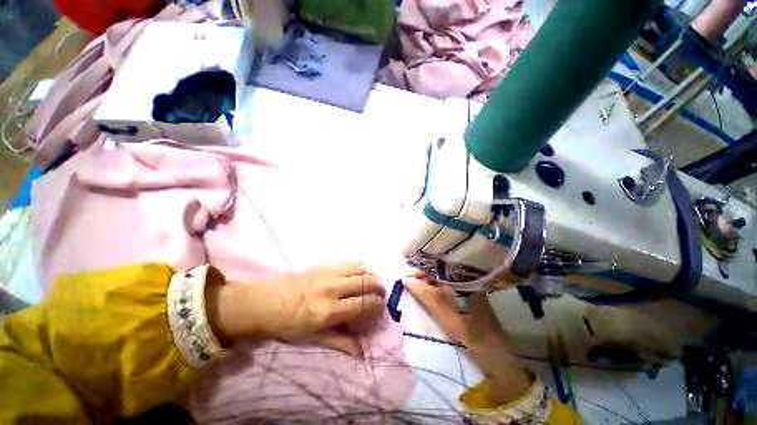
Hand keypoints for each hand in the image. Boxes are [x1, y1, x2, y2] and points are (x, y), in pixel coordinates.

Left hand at [211, 262, 385, 355]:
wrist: (266, 301)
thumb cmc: (288, 324)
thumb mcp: (313, 338)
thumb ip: (340, 341)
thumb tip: (362, 349)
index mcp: (328, 311)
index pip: (363, 305)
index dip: (377, 306)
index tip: (381, 308)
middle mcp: (331, 289)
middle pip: (365, 283)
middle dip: (379, 288)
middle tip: (382, 293)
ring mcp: (328, 273)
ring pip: (360, 269)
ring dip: (372, 275)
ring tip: (375, 281)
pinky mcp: (324, 265)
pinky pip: (349, 262)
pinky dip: (361, 267)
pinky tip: (362, 272)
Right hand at [403, 274, 532, 403]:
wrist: (498, 361)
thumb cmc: (475, 337)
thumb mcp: (449, 318)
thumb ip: (428, 297)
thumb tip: (406, 280)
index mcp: (467, 281)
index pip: (441, 267)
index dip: (424, 269)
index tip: (409, 276)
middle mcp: (468, 282)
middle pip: (441, 273)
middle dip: (424, 276)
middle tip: (409, 283)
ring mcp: (468, 291)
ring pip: (443, 282)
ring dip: (428, 284)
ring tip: (414, 287)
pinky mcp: (466, 301)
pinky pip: (447, 291)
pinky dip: (435, 292)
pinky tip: (427, 296)